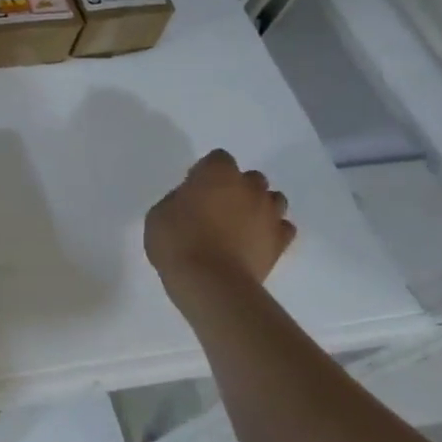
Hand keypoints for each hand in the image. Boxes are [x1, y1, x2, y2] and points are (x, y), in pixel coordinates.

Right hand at [145, 149, 294, 290]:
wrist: (211, 283)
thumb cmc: (178, 242)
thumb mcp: (159, 214)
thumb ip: (178, 200)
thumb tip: (191, 201)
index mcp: (217, 174)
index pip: (218, 158)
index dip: (205, 173)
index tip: (193, 190)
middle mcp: (249, 187)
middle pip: (250, 178)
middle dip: (236, 188)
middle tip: (216, 208)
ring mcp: (269, 214)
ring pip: (272, 199)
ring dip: (258, 207)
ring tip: (239, 225)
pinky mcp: (281, 241)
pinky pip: (282, 227)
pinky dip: (271, 231)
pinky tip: (255, 242)